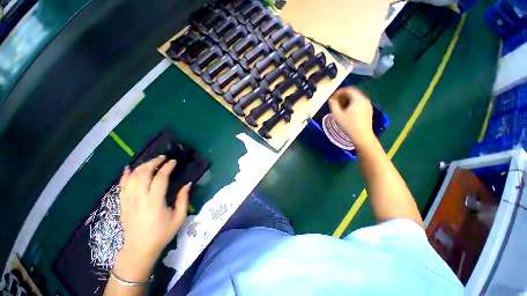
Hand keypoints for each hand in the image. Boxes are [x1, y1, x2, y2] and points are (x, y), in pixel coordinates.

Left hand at [115, 156, 189, 280]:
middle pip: (143, 174)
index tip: (173, 161)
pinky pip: (121, 186)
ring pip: (132, 177)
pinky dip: (125, 175)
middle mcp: (139, 198)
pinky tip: (130, 168)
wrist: (139, 250)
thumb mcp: (179, 217)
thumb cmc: (162, 234)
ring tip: (151, 162)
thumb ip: (183, 199)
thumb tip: (188, 184)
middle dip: (153, 162)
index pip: (160, 178)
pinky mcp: (122, 204)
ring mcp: (128, 201)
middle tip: (163, 158)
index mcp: (154, 202)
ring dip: (142, 166)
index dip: (167, 167)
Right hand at [328, 87, 374, 149]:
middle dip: (342, 96)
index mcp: (358, 99)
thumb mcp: (337, 115)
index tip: (332, 98)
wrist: (362, 136)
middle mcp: (365, 99)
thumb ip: (333, 105)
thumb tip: (331, 99)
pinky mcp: (368, 110)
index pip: (349, 89)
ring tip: (339, 107)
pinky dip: (351, 104)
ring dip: (346, 100)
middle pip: (353, 93)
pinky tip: (346, 111)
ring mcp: (368, 105)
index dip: (339, 92)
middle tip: (335, 103)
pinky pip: (359, 103)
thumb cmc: (349, 125)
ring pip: (356, 98)